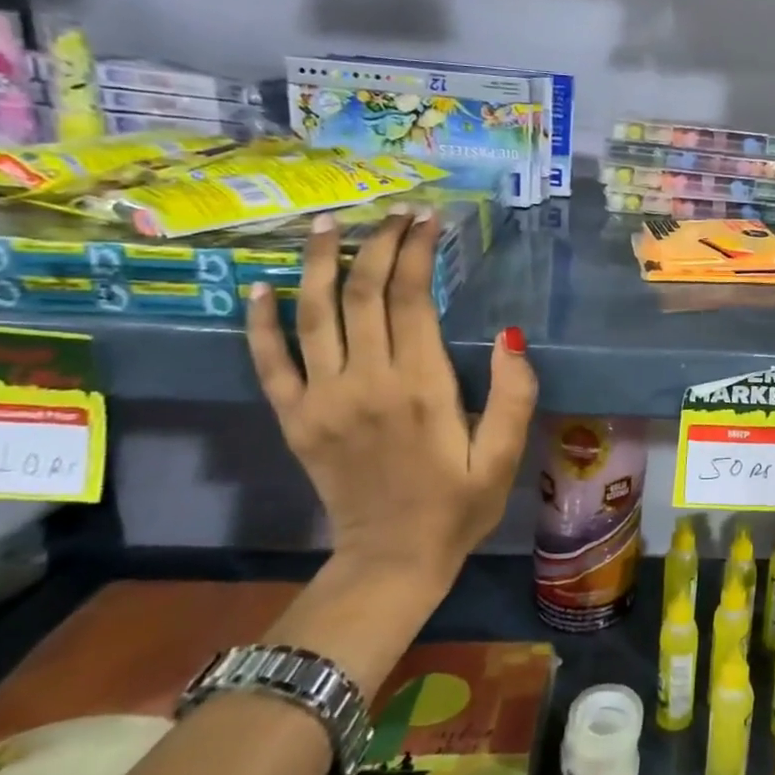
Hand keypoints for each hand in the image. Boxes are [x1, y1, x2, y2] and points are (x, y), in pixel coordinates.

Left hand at [245, 206, 538, 592]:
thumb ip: (514, 395)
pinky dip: (261, 323)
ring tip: (327, 225)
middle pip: (363, 295)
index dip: (417, 252)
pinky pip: (269, 363)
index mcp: (420, 388)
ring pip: (313, 316)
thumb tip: (511, 334)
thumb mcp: (504, 457)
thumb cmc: (458, 506)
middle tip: (392, 213)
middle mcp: (365, 383)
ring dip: (318, 265)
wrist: (391, 561)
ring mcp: (322, 401)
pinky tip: (260, 288)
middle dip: (377, 245)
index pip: (412, 299)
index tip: (427, 219)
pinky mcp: (296, 420)